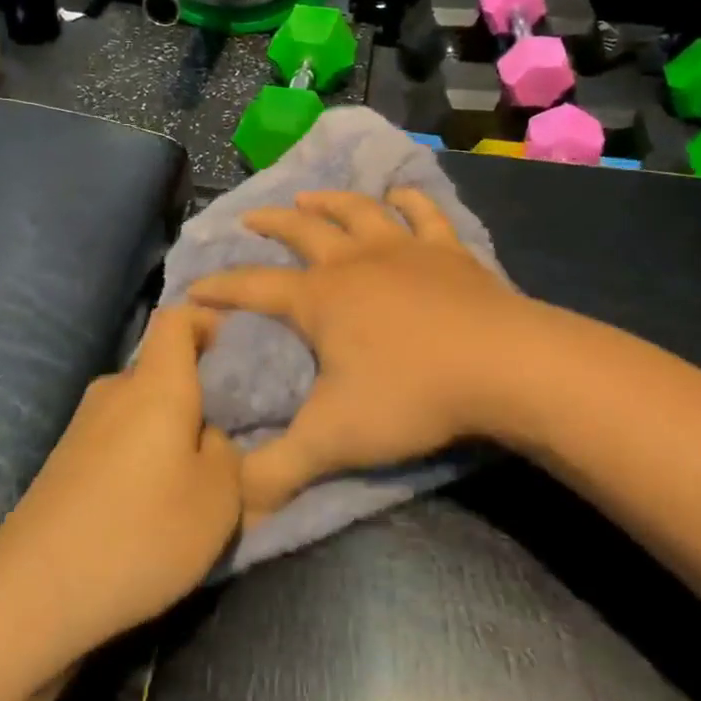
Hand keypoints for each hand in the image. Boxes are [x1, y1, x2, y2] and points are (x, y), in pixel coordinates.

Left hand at [0, 305, 247, 657]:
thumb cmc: (141, 534)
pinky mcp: (62, 463)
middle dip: (195, 394)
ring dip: (167, 433)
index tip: (233, 348)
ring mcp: (80, 427)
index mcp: (155, 386)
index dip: (206, 321)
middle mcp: (113, 392)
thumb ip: (225, 453)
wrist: (33, 594)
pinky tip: (146, 506)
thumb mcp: (218, 499)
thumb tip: (204, 437)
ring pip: (138, 411)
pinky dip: (139, 458)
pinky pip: (115, 440)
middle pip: (160, 370)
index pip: (176, 319)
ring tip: (190, 481)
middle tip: (226, 437)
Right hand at [187, 188, 532, 512]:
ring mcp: (405, 251)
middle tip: (250, 217)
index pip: (253, 288)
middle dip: (272, 224)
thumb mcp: (333, 441)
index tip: (194, 287)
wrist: (506, 368)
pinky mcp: (450, 253)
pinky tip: (400, 193)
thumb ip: (278, 472)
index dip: (220, 287)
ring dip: (329, 202)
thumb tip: (232, 508)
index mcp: (319, 300)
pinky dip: (409, 200)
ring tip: (310, 196)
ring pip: (357, 212)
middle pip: (303, 232)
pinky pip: (424, 215)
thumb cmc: (412, 396)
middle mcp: (354, 263)